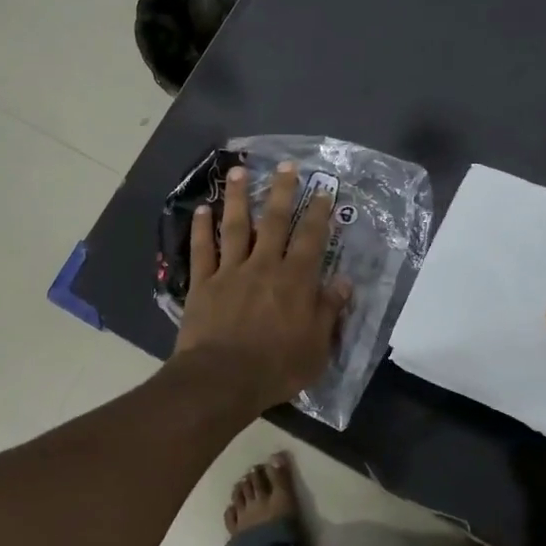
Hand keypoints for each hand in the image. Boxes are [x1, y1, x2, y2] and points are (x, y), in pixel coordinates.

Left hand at [171, 162, 350, 414]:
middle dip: (282, 191)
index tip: (323, 190)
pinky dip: (201, 229)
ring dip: (239, 197)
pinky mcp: (203, 284)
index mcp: (295, 280)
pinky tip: (202, 209)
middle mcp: (264, 266)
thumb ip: (329, 310)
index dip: (319, 213)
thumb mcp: (317, 347)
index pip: (311, 238)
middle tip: (286, 165)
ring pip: (236, 226)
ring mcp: (230, 272)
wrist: (222, 380)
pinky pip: (202, 250)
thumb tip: (343, 281)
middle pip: (275, 221)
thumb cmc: (276, 367)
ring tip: (239, 171)